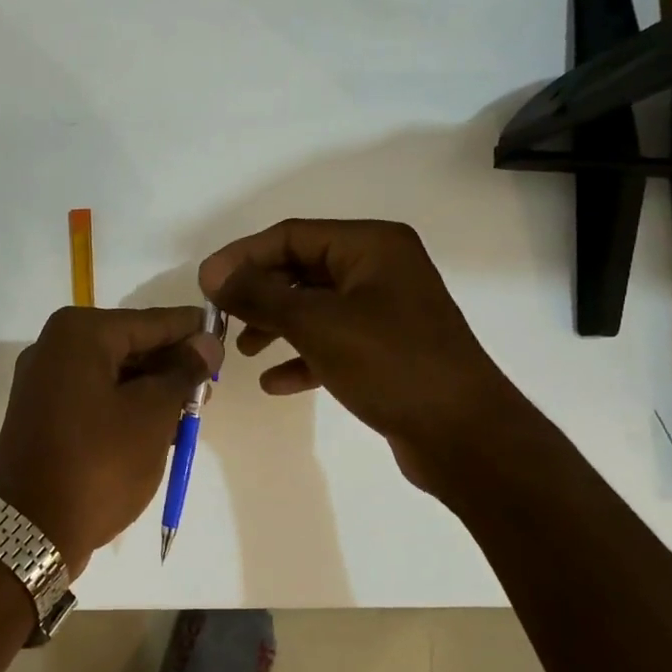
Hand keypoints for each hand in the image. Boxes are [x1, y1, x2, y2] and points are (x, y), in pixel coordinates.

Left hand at [0, 307, 223, 576]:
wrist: (29, 530)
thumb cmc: (99, 464)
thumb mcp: (152, 415)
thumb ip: (183, 372)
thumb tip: (206, 342)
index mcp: (78, 333)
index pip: (151, 321)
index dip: (191, 330)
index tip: (226, 338)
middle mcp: (53, 346)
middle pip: (129, 344)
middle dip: (171, 364)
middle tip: (209, 386)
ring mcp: (42, 381)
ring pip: (112, 372)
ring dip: (150, 388)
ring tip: (189, 411)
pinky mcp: (40, 413)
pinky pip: (93, 395)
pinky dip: (124, 405)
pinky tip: (155, 426)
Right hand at [198, 219, 523, 488]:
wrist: (465, 436)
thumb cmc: (391, 365)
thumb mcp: (317, 324)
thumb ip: (260, 295)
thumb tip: (213, 273)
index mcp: (371, 246)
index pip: (291, 236)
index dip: (243, 256)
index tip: (206, 284)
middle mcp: (380, 269)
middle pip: (301, 270)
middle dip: (259, 294)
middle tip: (221, 318)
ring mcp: (385, 311)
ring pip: (315, 307)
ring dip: (275, 325)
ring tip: (244, 351)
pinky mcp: (386, 350)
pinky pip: (332, 342)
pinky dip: (302, 356)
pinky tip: (275, 382)